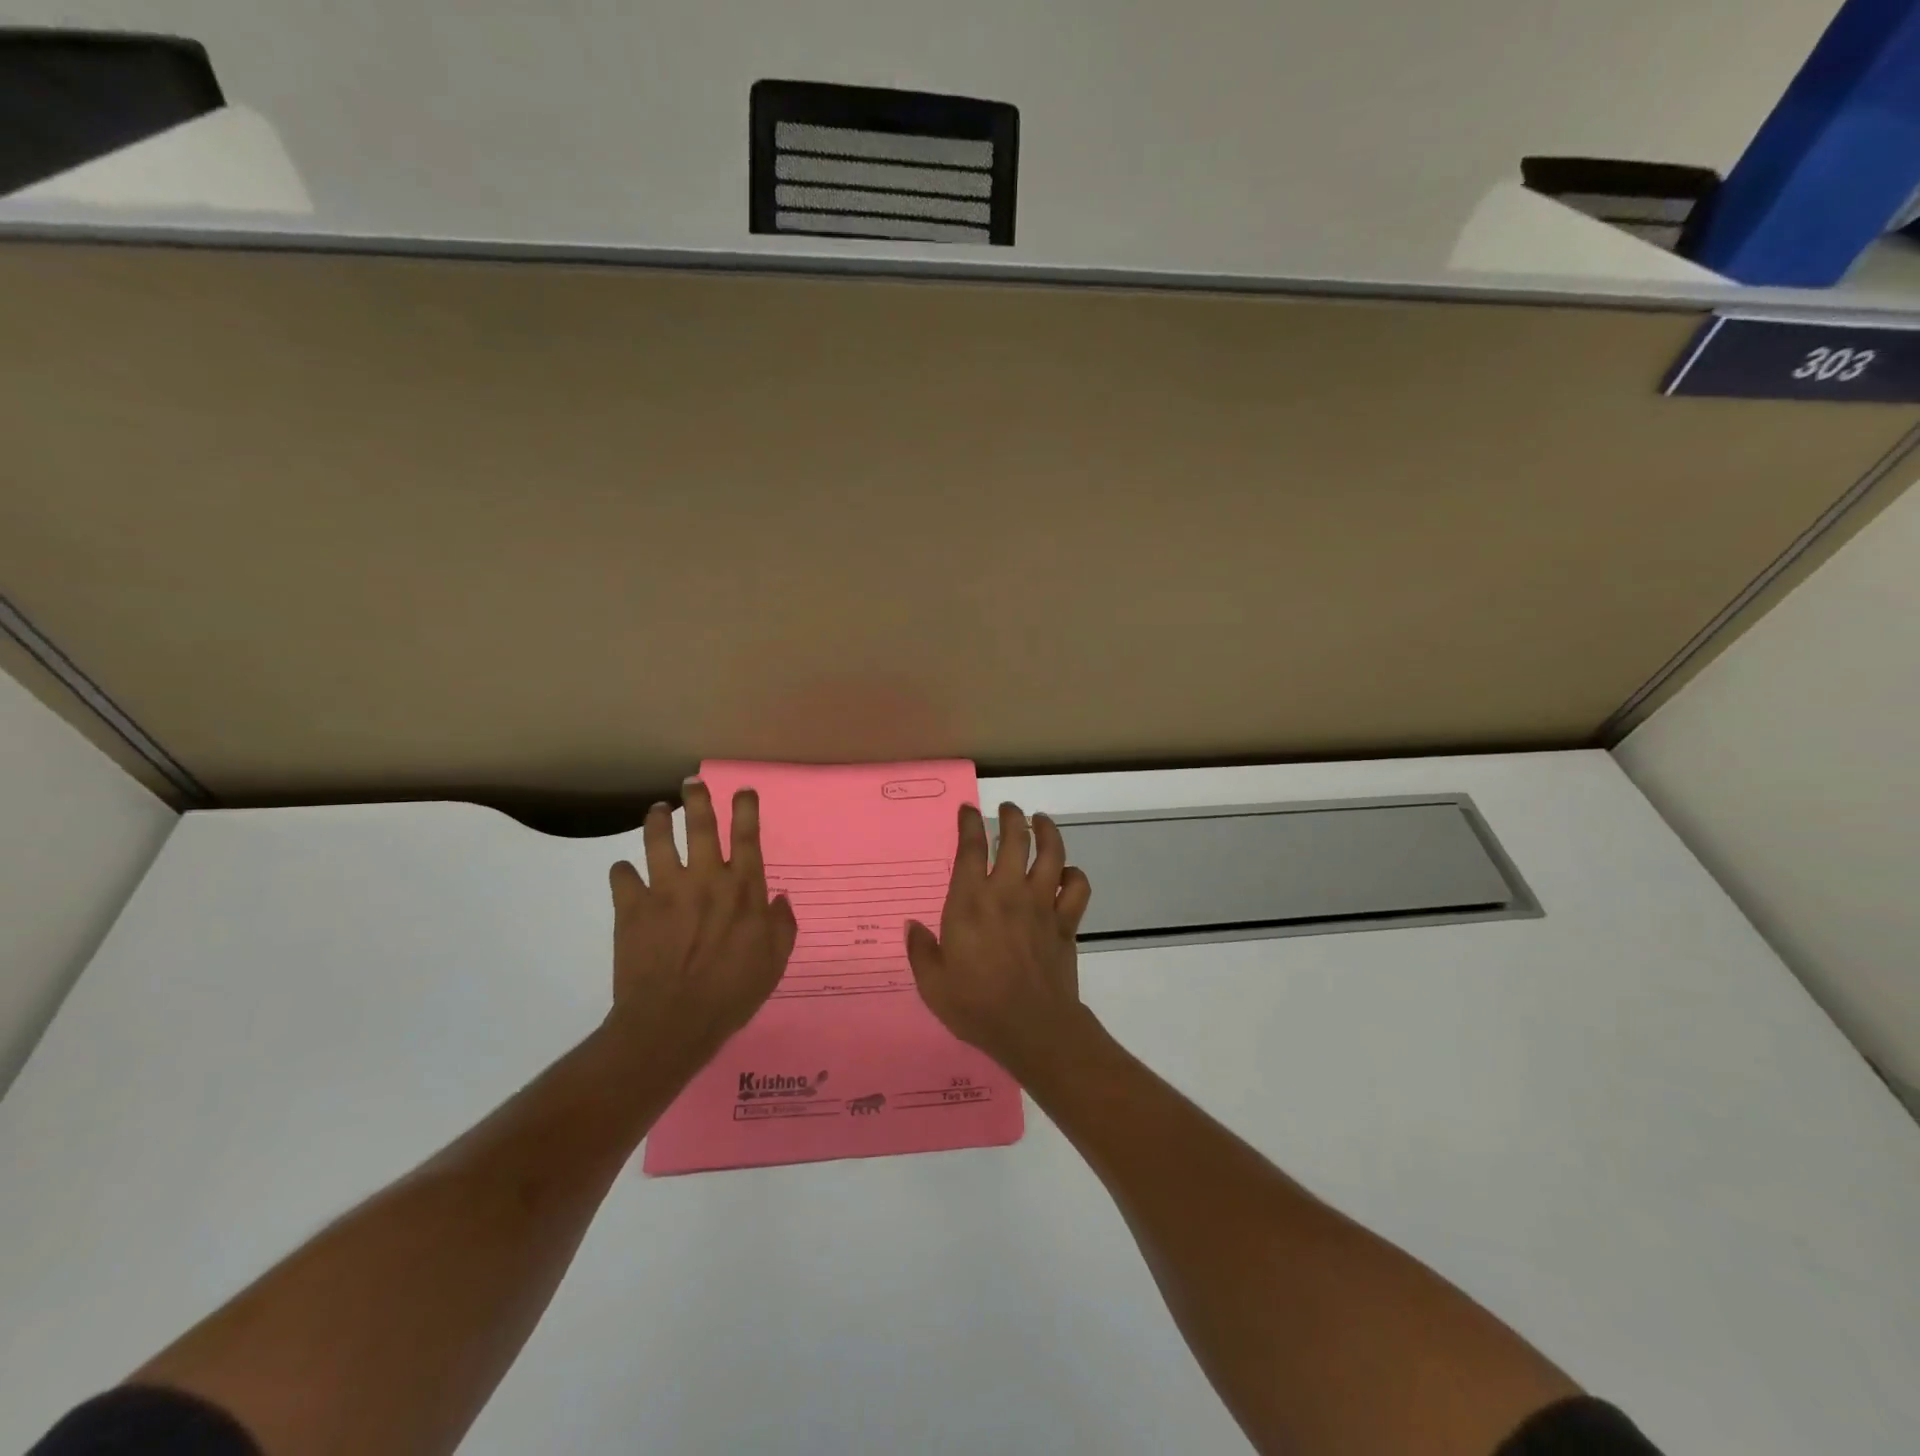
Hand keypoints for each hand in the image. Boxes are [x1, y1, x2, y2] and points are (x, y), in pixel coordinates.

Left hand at [605, 781, 798, 1077]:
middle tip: (692, 782)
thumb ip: (782, 925)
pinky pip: (622, 877)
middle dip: (697, 799)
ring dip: (657, 820)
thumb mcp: (774, 961)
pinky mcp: (632, 907)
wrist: (672, 1021)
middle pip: (700, 825)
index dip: (745, 808)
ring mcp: (666, 889)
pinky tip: (624, 873)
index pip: (746, 836)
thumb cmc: (732, 992)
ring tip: (656, 810)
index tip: (742, 789)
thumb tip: (778, 898)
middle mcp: (705, 878)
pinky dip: (622, 872)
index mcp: (743, 888)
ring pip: (658, 840)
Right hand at [905, 801, 1094, 1076]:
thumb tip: (912, 926)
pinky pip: (1077, 887)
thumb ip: (920, 950)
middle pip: (1015, 838)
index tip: (968, 810)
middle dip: (1011, 816)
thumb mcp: (932, 983)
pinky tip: (1067, 872)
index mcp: (970, 901)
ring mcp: (1041, 904)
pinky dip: (1074, 874)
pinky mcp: (1065, 922)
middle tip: (1008, 809)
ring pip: (1051, 853)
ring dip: (1047, 831)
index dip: (969, 823)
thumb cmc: (976, 1005)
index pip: (970, 847)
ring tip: (1041, 821)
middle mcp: (1007, 892)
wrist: (1032, 1028)